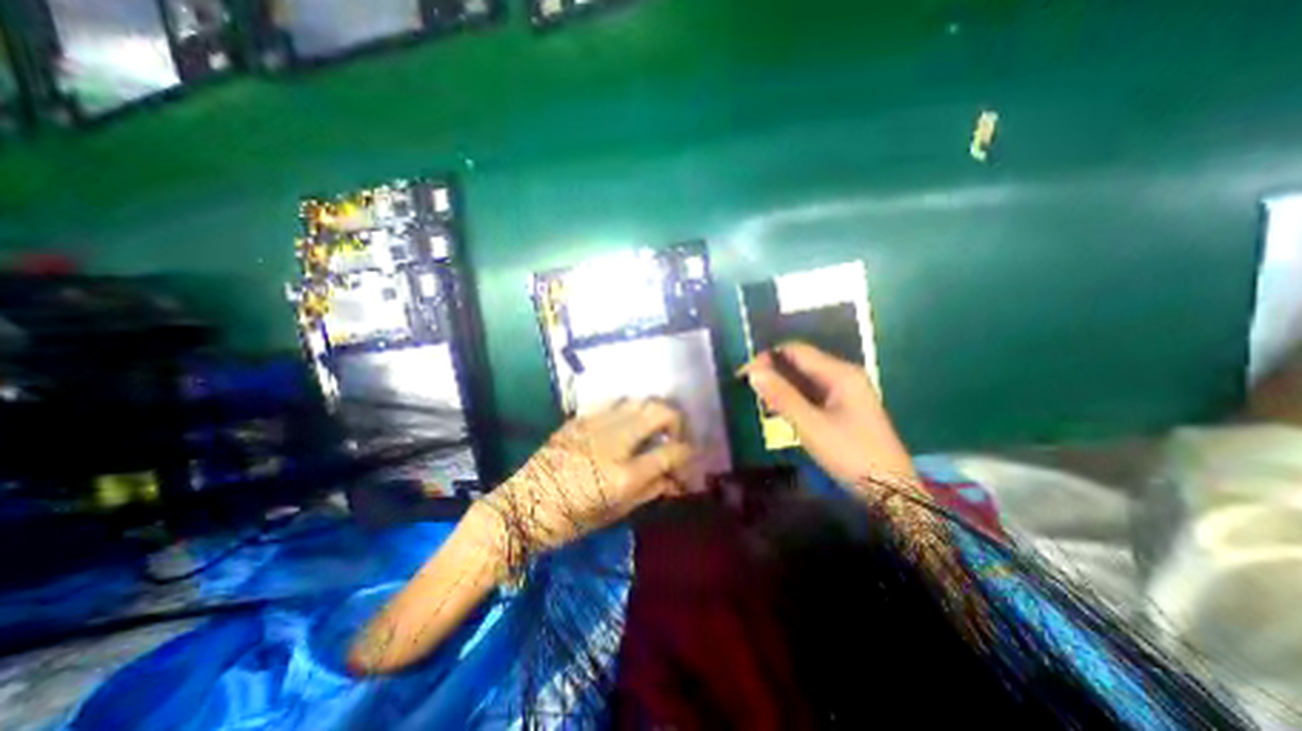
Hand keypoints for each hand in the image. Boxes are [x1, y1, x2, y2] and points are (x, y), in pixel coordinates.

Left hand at [483, 398, 697, 555]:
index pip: (671, 451)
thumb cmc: (569, 520)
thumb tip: (675, 478)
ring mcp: (595, 425)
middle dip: (677, 421)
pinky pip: (613, 403)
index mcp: (623, 475)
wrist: (521, 507)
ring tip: (651, 427)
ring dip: (653, 411)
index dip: (687, 452)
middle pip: (659, 412)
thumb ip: (650, 490)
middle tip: (673, 436)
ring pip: (638, 400)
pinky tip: (624, 424)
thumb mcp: (615, 513)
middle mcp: (613, 442)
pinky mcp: (579, 419)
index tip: (688, 456)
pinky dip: (628, 410)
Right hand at [742, 342, 912, 485]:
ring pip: (805, 379)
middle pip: (801, 363)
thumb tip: (753, 372)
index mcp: (840, 373)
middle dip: (773, 373)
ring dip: (782, 387)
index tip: (743, 375)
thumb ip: (781, 396)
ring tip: (761, 403)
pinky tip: (781, 412)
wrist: (892, 491)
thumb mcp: (811, 425)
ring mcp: (846, 392)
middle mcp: (844, 375)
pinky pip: (813, 394)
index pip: (796, 351)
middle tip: (749, 391)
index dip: (767, 358)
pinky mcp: (845, 408)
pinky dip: (794, 398)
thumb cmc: (851, 454)